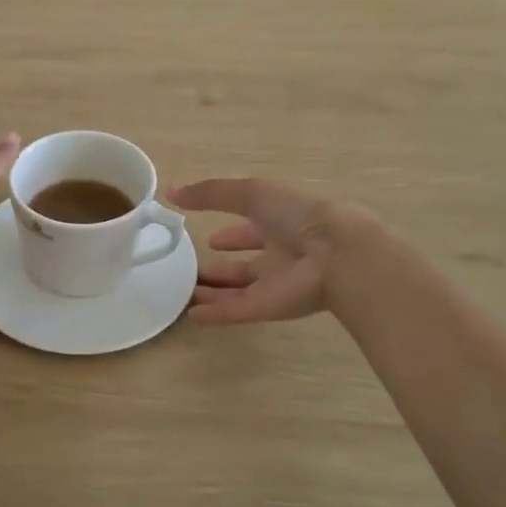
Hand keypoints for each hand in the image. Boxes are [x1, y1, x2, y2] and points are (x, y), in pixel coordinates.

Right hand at [170, 178, 345, 326]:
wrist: (334, 253)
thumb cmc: (296, 214)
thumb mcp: (251, 193)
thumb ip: (210, 193)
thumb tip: (170, 190)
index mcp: (281, 223)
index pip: (253, 231)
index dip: (233, 235)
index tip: (211, 239)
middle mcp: (279, 255)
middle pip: (245, 265)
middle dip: (221, 267)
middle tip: (192, 270)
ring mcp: (274, 283)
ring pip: (239, 290)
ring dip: (215, 291)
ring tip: (186, 292)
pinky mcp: (268, 307)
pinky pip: (237, 311)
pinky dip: (215, 314)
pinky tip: (192, 315)